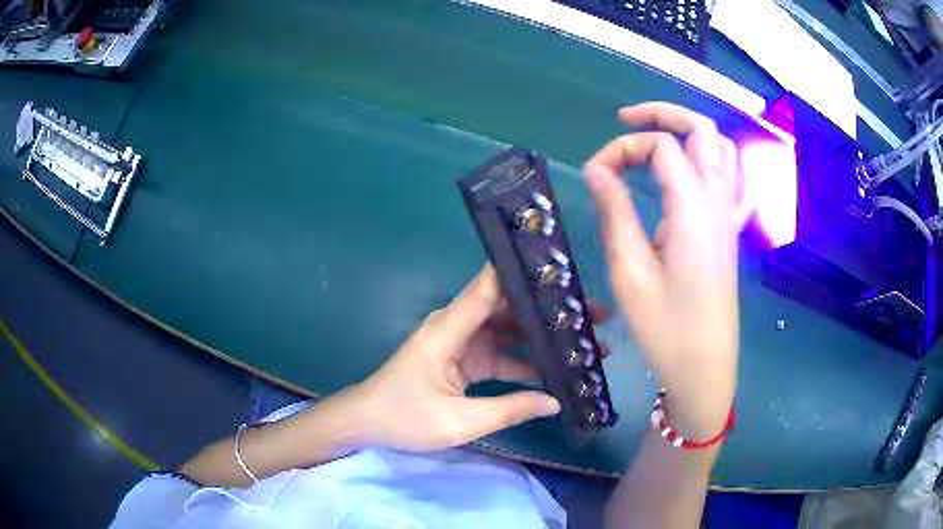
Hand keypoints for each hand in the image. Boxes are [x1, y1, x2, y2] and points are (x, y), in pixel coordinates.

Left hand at [350, 265, 609, 452]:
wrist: (366, 423)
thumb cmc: (403, 418)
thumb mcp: (459, 422)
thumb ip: (510, 410)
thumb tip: (556, 401)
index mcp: (449, 329)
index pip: (490, 287)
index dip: (524, 272)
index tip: (565, 268)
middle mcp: (457, 326)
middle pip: (509, 307)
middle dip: (550, 310)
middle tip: (594, 314)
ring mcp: (461, 342)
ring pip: (509, 330)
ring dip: (542, 336)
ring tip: (585, 342)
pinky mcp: (463, 359)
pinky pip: (500, 353)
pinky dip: (524, 360)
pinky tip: (555, 369)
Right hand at [585, 102, 748, 439]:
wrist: (704, 368)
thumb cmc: (666, 329)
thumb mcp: (630, 274)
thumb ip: (615, 213)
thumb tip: (597, 169)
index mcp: (693, 209)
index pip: (660, 147)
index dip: (622, 148)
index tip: (594, 174)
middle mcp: (718, 202)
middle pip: (702, 129)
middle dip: (662, 113)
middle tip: (625, 122)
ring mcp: (729, 216)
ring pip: (722, 149)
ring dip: (689, 133)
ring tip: (656, 142)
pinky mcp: (730, 232)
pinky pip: (733, 179)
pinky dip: (712, 161)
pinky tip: (694, 174)